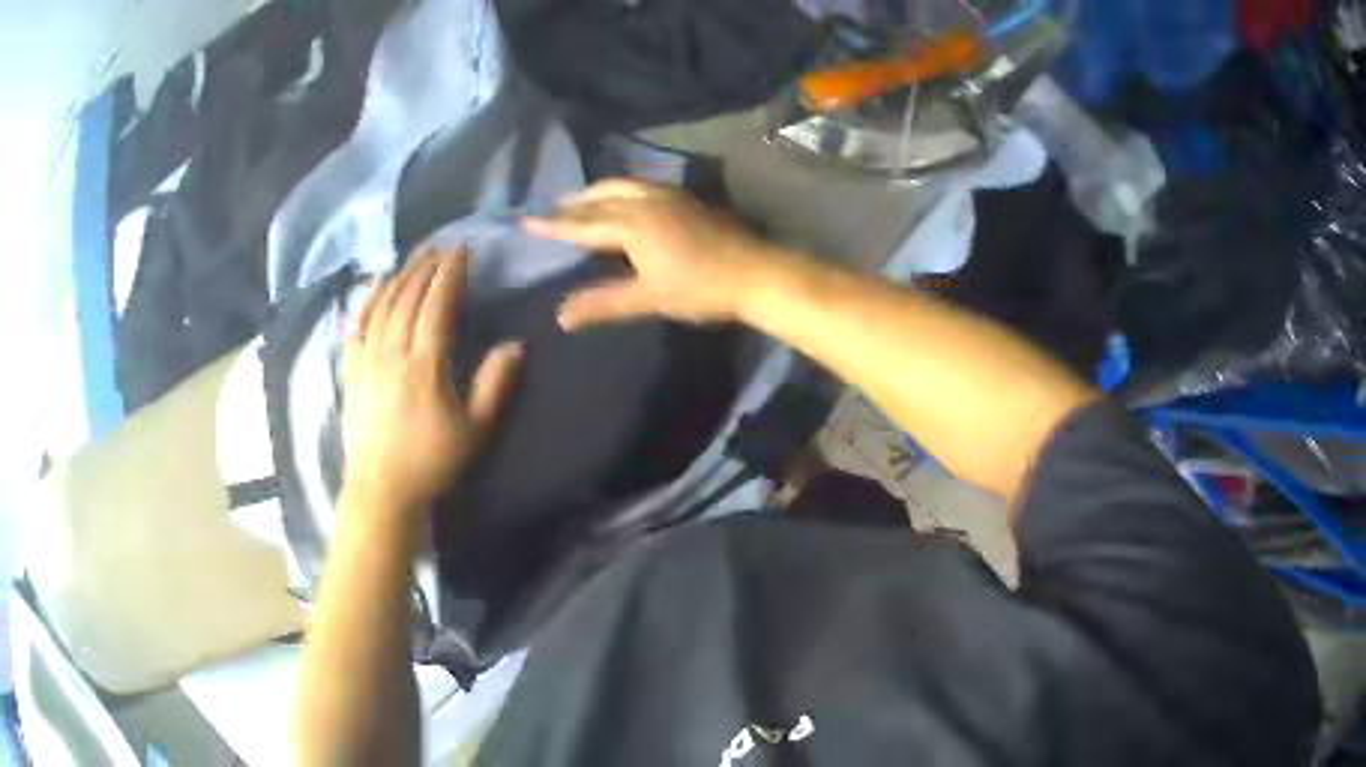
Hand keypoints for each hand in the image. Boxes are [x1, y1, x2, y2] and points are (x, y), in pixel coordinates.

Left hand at [342, 248, 522, 521]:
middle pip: (408, 296)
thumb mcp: (474, 429)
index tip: (462, 250)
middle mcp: (392, 352)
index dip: (450, 274)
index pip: (437, 305)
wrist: (381, 489)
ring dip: (401, 274)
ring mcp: (367, 358)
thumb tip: (516, 344)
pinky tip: (377, 281)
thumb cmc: (431, 461)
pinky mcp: (351, 368)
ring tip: (416, 255)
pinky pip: (358, 322)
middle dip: (426, 266)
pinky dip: (369, 297)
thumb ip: (494, 384)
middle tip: (442, 246)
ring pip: (383, 303)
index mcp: (425, 365)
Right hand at [524, 179, 785, 329]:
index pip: (583, 223)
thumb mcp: (648, 298)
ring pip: (623, 186)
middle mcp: (646, 200)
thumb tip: (560, 316)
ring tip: (582, 200)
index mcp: (633, 223)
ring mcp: (669, 196)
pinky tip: (626, 201)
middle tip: (550, 207)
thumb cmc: (700, 288)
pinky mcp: (687, 199)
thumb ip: (603, 303)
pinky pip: (642, 187)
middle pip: (601, 196)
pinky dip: (622, 191)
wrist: (756, 273)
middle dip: (574, 202)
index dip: (554, 225)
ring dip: (598, 192)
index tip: (525, 220)